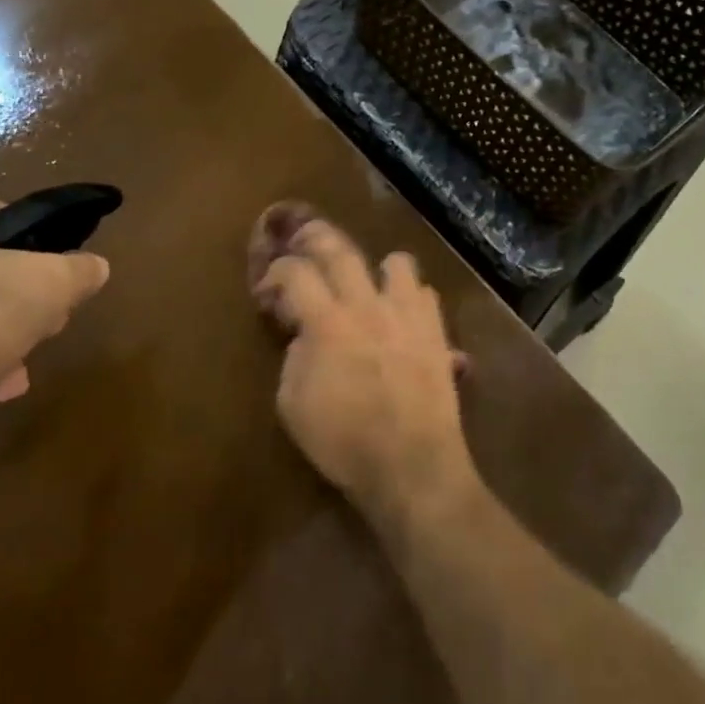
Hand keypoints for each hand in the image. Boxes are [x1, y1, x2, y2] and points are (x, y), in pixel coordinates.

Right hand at [256, 219, 476, 529]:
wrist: (412, 464)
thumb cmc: (344, 443)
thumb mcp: (293, 406)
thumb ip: (295, 357)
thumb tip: (305, 334)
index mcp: (327, 323)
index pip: (295, 273)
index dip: (276, 272)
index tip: (268, 288)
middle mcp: (367, 306)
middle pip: (341, 250)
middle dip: (316, 238)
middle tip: (303, 240)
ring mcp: (407, 315)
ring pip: (395, 261)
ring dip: (376, 268)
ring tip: (368, 284)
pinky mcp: (436, 331)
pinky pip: (426, 293)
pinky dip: (409, 297)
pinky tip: (400, 317)